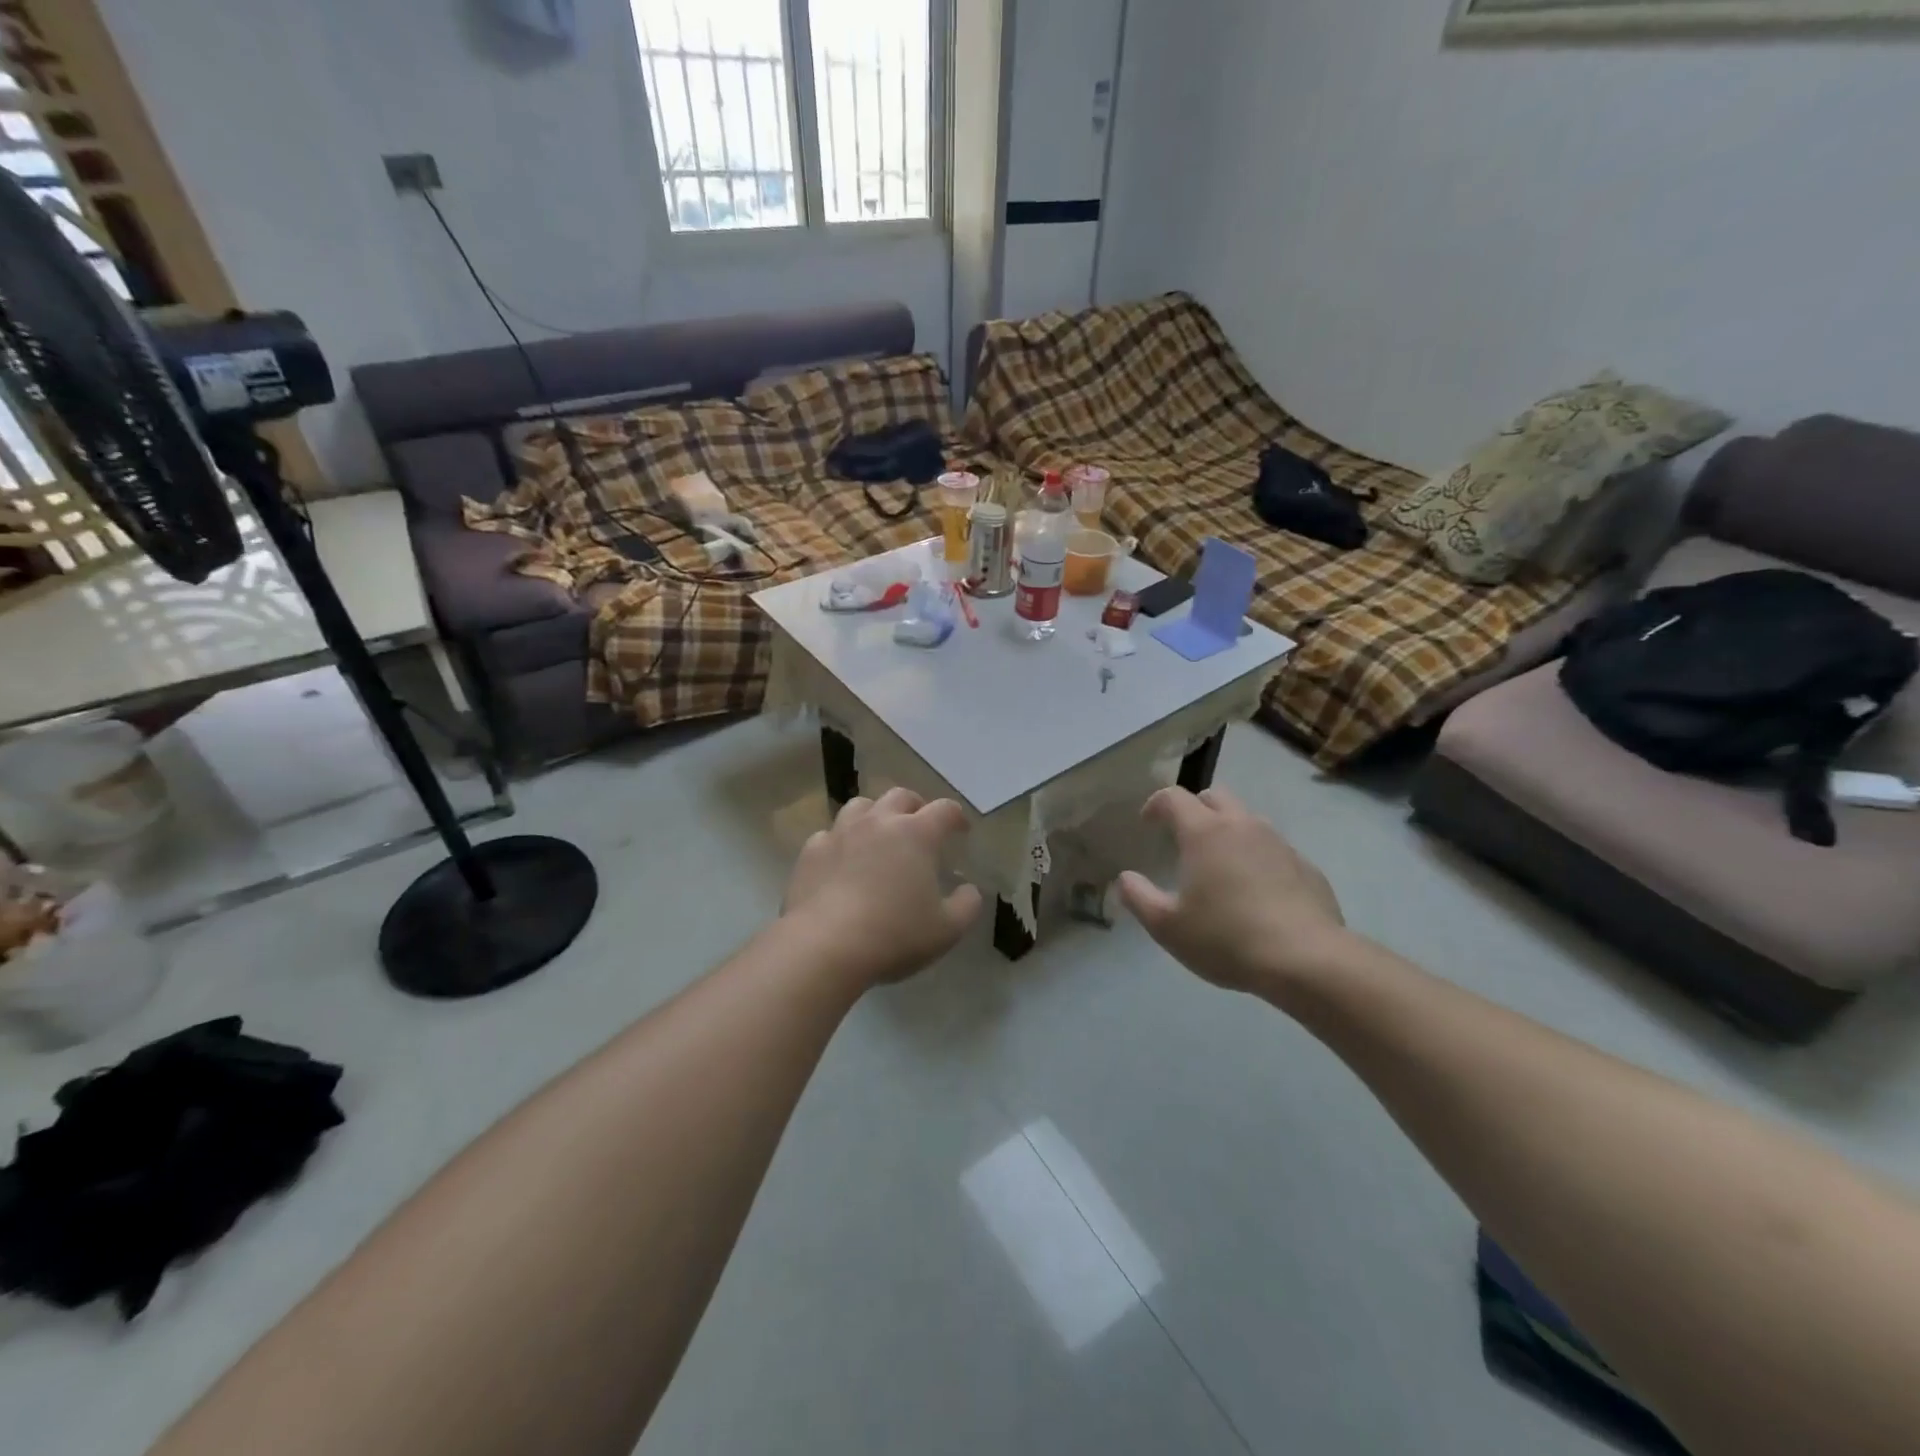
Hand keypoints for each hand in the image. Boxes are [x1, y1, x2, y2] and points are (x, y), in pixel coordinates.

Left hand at [783, 788, 983, 987]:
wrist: (825, 946)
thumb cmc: (894, 935)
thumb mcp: (947, 930)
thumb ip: (966, 905)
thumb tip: (969, 890)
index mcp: (917, 834)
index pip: (945, 810)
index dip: (957, 817)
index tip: (961, 830)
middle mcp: (879, 822)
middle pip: (901, 796)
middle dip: (916, 806)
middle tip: (921, 825)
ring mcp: (841, 833)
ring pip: (861, 806)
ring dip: (875, 815)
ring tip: (879, 834)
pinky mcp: (811, 851)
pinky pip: (829, 834)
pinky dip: (841, 841)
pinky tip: (842, 860)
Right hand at [1118, 787, 1351, 994]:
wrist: (1306, 960)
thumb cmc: (1226, 939)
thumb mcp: (1167, 926)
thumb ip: (1139, 898)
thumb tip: (1125, 879)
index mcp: (1204, 832)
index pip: (1174, 797)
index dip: (1156, 804)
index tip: (1147, 823)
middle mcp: (1242, 826)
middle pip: (1215, 796)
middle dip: (1195, 808)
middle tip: (1184, 837)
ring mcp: (1279, 843)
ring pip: (1248, 820)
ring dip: (1229, 831)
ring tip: (1220, 865)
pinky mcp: (1306, 866)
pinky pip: (1275, 849)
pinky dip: (1258, 858)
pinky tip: (1257, 891)